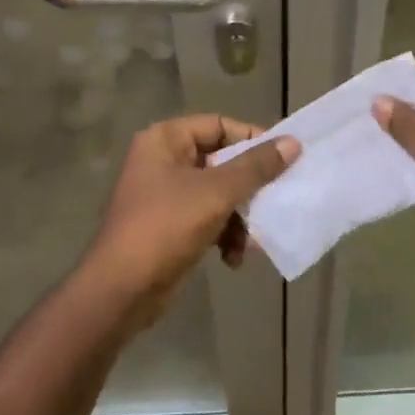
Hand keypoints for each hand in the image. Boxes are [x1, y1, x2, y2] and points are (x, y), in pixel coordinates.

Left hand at [81, 114, 299, 325]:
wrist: (122, 289)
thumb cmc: (167, 226)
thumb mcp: (217, 192)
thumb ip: (256, 166)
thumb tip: (293, 143)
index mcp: (165, 140)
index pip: (219, 125)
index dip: (251, 139)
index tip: (282, 158)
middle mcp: (163, 161)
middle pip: (221, 161)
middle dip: (249, 188)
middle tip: (276, 199)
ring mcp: (165, 195)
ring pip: (218, 195)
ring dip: (240, 218)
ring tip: (252, 241)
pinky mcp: (170, 226)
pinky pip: (208, 220)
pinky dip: (224, 236)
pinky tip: (233, 259)